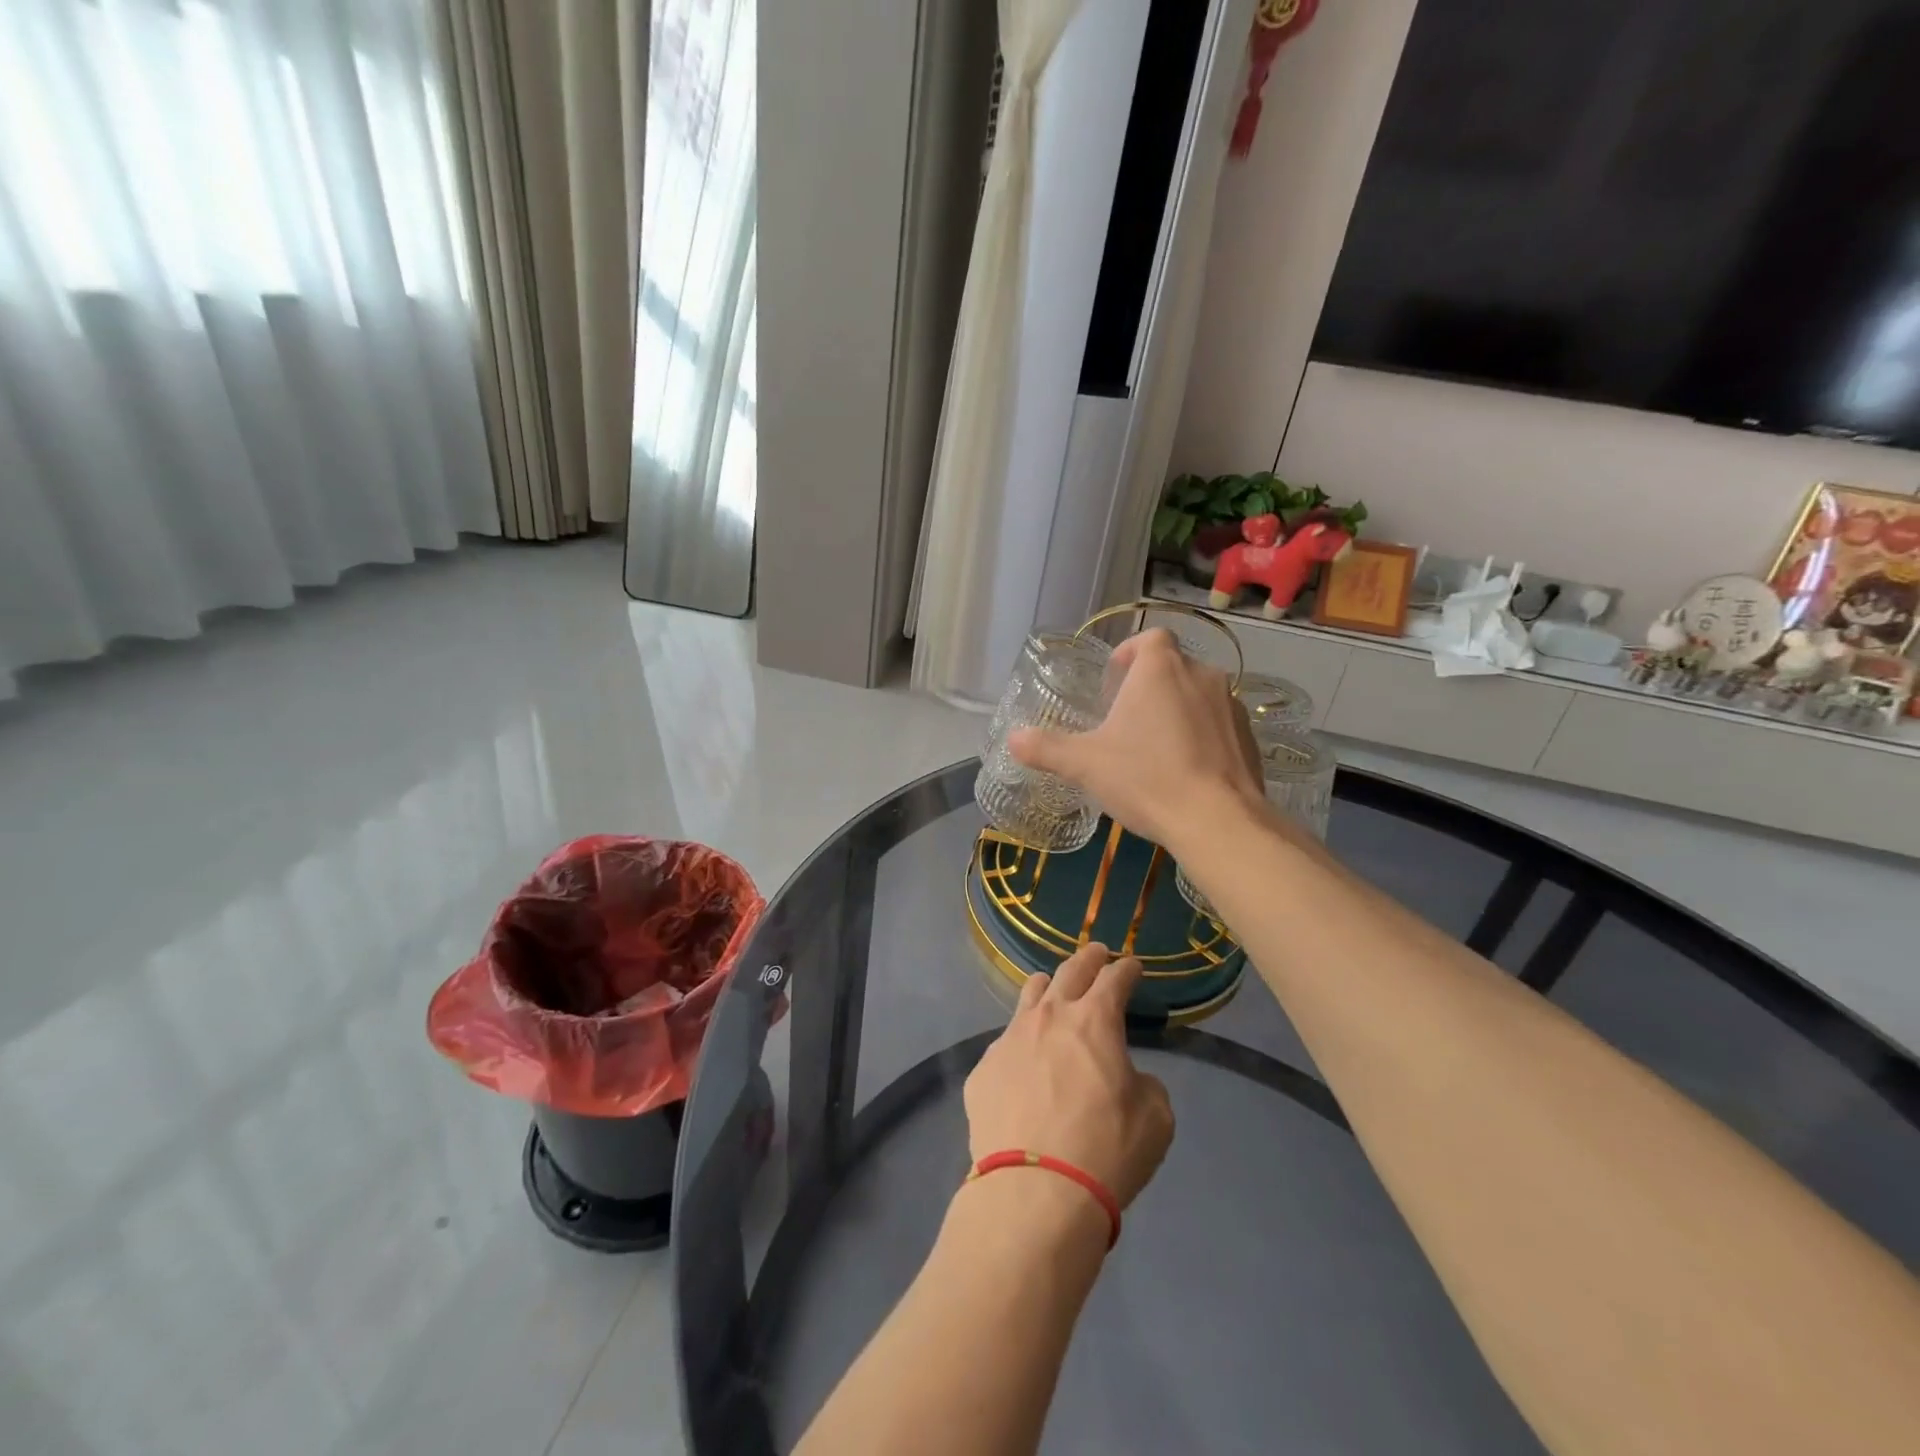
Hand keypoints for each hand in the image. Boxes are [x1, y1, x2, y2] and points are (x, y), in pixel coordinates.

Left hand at [963, 943, 1173, 1211]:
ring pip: (1029, 995)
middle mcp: (1049, 1016)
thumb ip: (1144, 1084)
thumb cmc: (1106, 1151)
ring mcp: (1009, 1039)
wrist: (1034, 1192)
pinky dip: (1023, 1042)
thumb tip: (1125, 1076)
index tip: (1133, 967)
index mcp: (1094, 1020)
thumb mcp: (1154, 1119)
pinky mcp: (983, 1069)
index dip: (1127, 970)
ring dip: (1048, 988)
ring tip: (1054, 990)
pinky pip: (1006, 1043)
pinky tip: (1026, 1063)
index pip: (1114, 978)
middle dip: (1088, 959)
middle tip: (1097, 954)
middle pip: (1069, 971)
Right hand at [1008, 628, 1263, 854]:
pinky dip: (1201, 737)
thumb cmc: (1146, 778)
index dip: (1131, 652)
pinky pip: (1218, 726)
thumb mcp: (1085, 764)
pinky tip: (1185, 772)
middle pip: (1172, 668)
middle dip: (1149, 688)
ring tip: (1155, 749)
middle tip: (1126, 721)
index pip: (1151, 638)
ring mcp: (1231, 706)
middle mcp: (1202, 676)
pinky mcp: (1249, 738)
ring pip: (1197, 697)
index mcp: (1161, 669)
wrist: (1218, 821)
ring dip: (1176, 712)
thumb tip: (1013, 738)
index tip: (1115, 679)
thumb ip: (1046, 748)